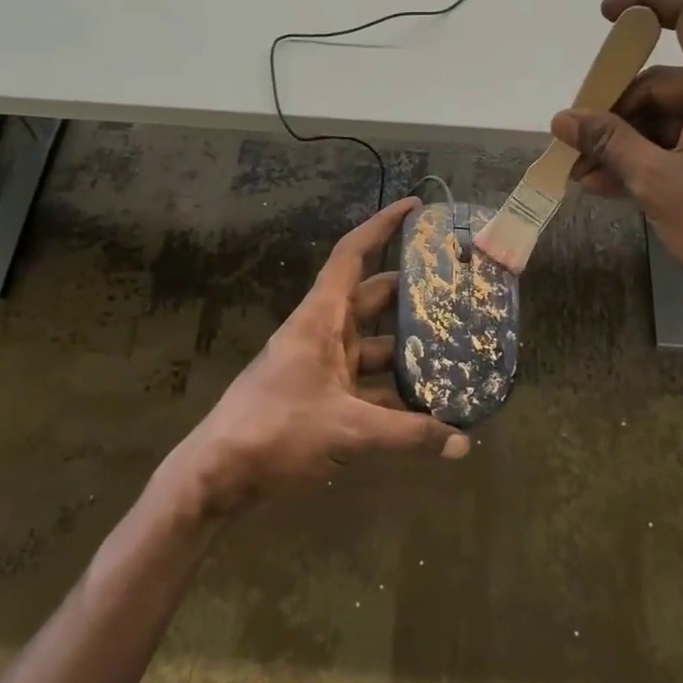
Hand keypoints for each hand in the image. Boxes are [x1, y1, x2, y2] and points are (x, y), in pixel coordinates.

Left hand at [160, 198, 469, 515]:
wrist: (219, 474)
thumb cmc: (277, 430)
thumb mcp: (348, 428)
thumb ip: (408, 434)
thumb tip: (462, 444)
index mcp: (321, 318)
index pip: (352, 255)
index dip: (382, 226)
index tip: (415, 207)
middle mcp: (323, 332)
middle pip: (373, 299)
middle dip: (412, 294)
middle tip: (457, 291)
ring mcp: (322, 366)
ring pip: (375, 346)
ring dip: (408, 351)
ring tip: (456, 353)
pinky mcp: (323, 397)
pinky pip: (367, 383)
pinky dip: (395, 392)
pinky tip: (429, 407)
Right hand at [552, 0, 682, 324]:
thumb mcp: (656, 182)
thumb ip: (608, 142)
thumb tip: (564, 119)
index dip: (645, 4)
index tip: (604, 18)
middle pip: (667, 82)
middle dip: (616, 112)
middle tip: (576, 145)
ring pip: (674, 115)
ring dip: (628, 142)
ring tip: (585, 176)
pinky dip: (655, 155)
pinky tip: (612, 184)